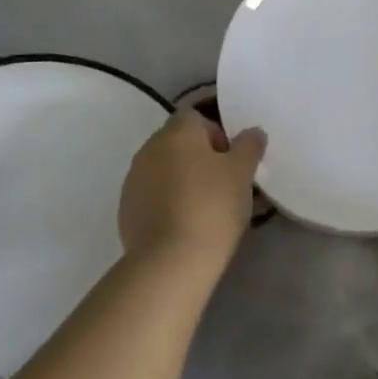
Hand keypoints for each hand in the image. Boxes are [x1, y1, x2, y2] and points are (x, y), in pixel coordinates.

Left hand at [118, 110, 266, 263]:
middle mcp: (149, 149)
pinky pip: (152, 195)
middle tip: (223, 183)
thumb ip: (249, 146)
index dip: (216, 133)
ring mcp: (133, 180)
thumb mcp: (242, 173)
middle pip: (178, 142)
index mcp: (177, 132)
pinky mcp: (126, 210)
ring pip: (164, 169)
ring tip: (204, 206)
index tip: (232, 159)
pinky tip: (184, 224)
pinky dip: (167, 202)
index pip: (196, 117)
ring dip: (182, 179)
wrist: (171, 261)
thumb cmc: (212, 206)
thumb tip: (252, 133)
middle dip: (199, 157)